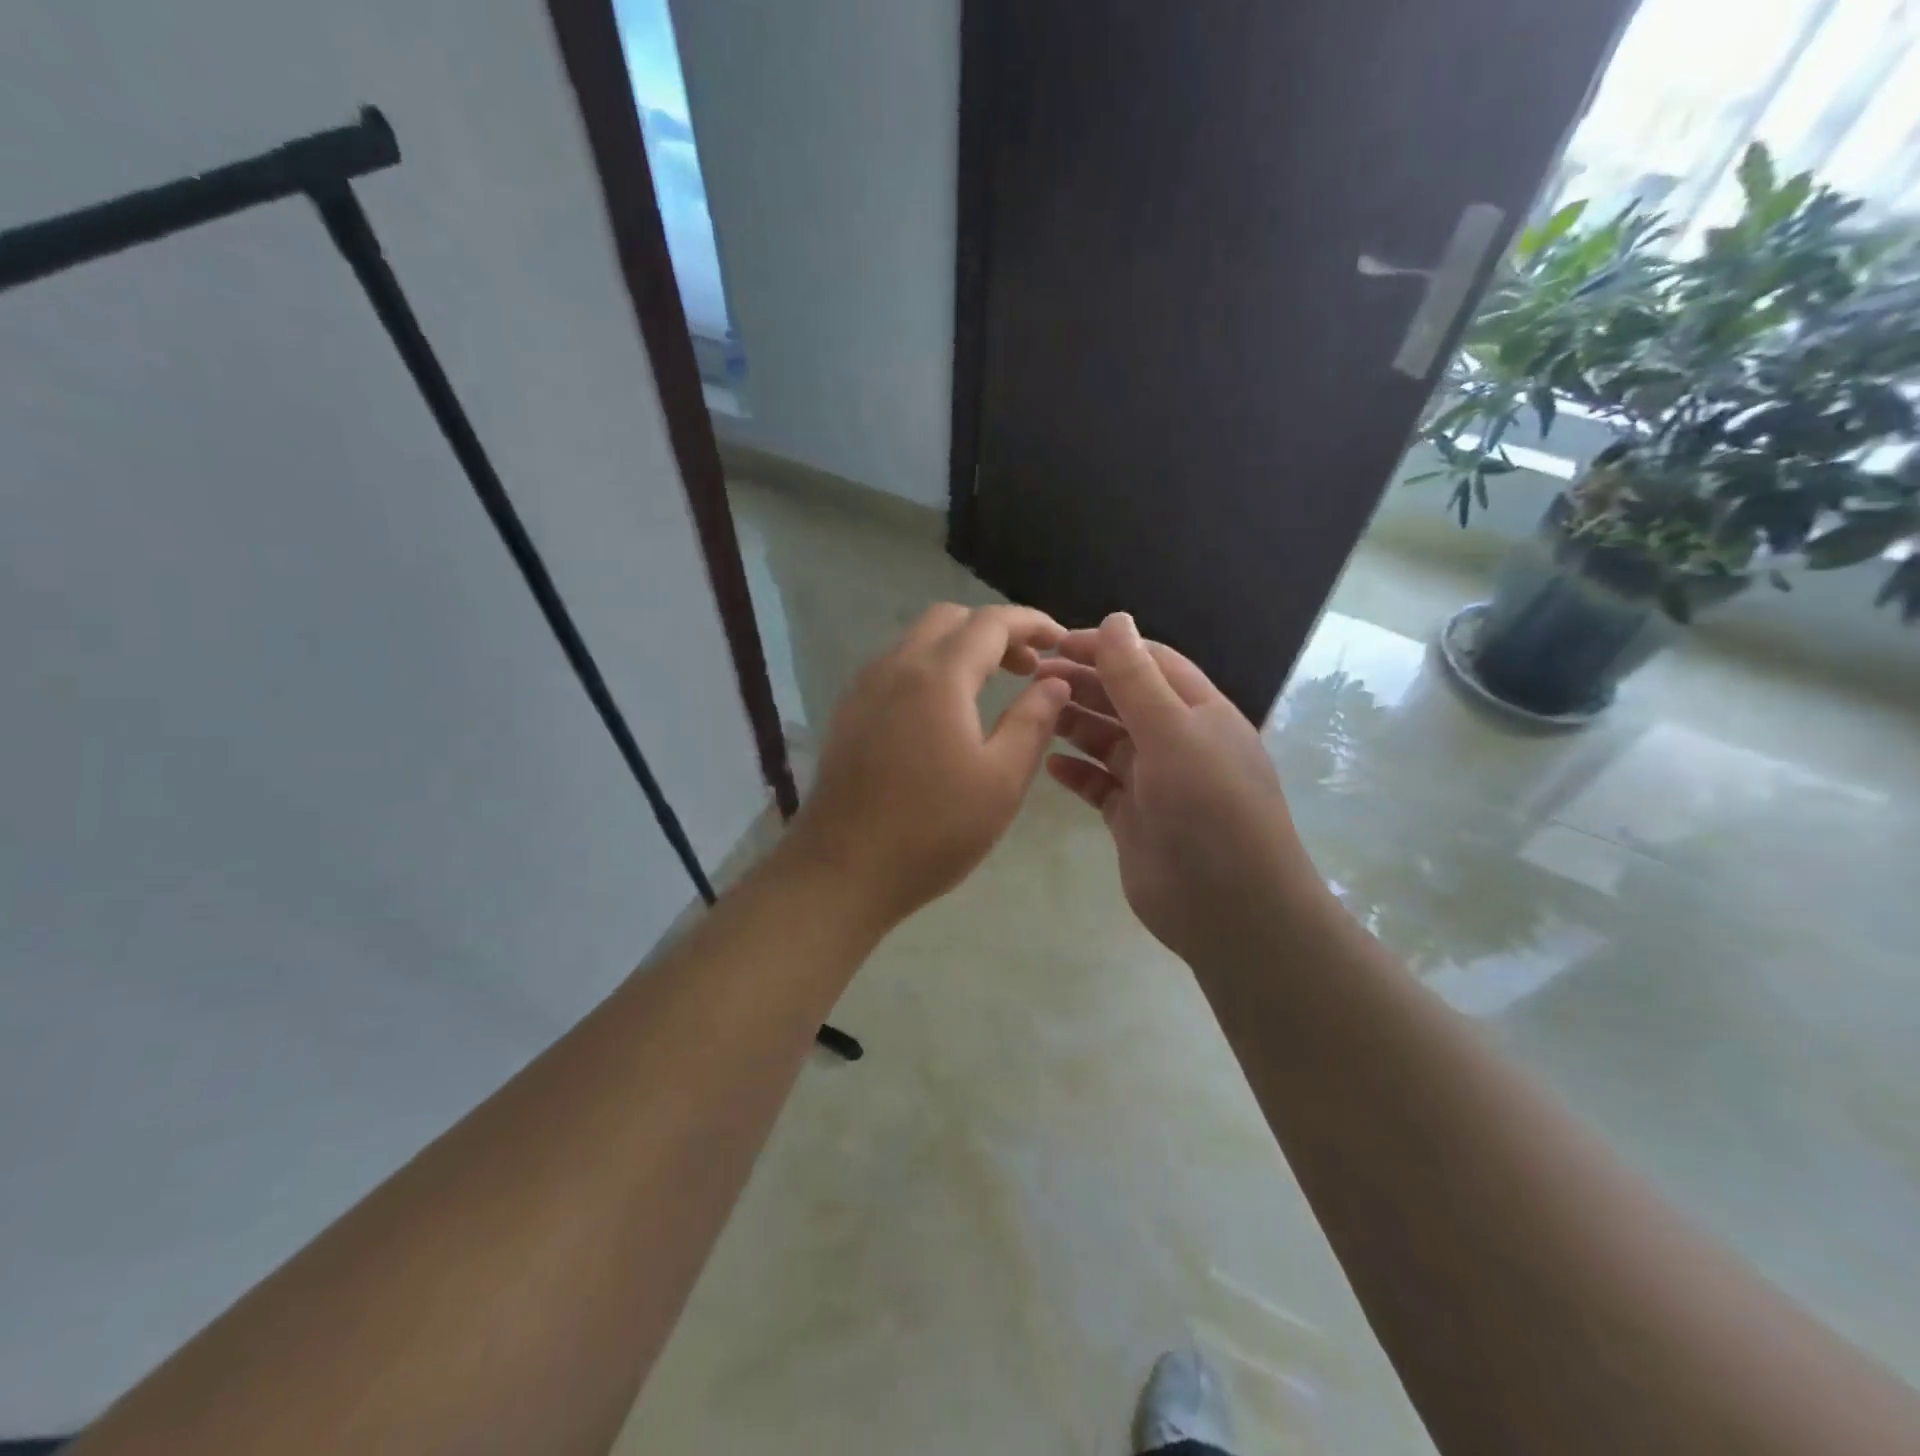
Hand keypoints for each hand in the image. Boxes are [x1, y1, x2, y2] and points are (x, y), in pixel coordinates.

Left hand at [784, 603, 1069, 926]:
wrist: (842, 870)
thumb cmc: (933, 829)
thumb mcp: (1001, 779)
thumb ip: (1033, 721)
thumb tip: (1054, 682)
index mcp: (938, 675)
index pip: (991, 622)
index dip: (1031, 623)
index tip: (1060, 639)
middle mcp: (895, 666)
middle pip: (950, 620)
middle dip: (995, 631)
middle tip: (1028, 667)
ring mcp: (864, 688)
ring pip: (918, 641)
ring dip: (961, 649)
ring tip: (993, 687)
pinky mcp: (849, 713)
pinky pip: (896, 668)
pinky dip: (931, 668)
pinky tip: (946, 712)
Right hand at [1036, 613, 1323, 962]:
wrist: (1229, 908)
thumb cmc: (1208, 809)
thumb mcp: (1173, 733)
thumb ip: (1138, 679)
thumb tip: (1115, 619)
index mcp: (1198, 711)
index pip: (1149, 662)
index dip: (1106, 647)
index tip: (1056, 643)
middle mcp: (1177, 741)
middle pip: (1124, 699)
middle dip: (1083, 683)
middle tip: (1033, 677)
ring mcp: (1155, 782)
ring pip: (1107, 740)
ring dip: (1075, 724)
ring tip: (1034, 714)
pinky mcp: (1134, 818)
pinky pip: (1099, 785)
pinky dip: (1075, 773)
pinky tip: (1048, 765)